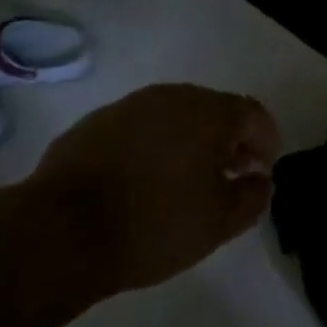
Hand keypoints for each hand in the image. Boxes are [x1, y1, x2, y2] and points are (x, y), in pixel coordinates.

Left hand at [24, 84, 281, 294]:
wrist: (60, 230)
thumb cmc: (154, 223)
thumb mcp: (218, 223)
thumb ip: (252, 197)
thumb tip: (261, 180)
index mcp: (210, 111)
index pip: (253, 115)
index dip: (266, 141)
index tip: (264, 170)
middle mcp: (174, 96)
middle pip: (214, 111)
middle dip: (228, 140)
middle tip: (229, 176)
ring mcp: (131, 106)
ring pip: (174, 117)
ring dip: (188, 142)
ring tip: (185, 181)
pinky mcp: (96, 123)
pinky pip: (139, 129)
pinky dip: (151, 147)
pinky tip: (141, 182)